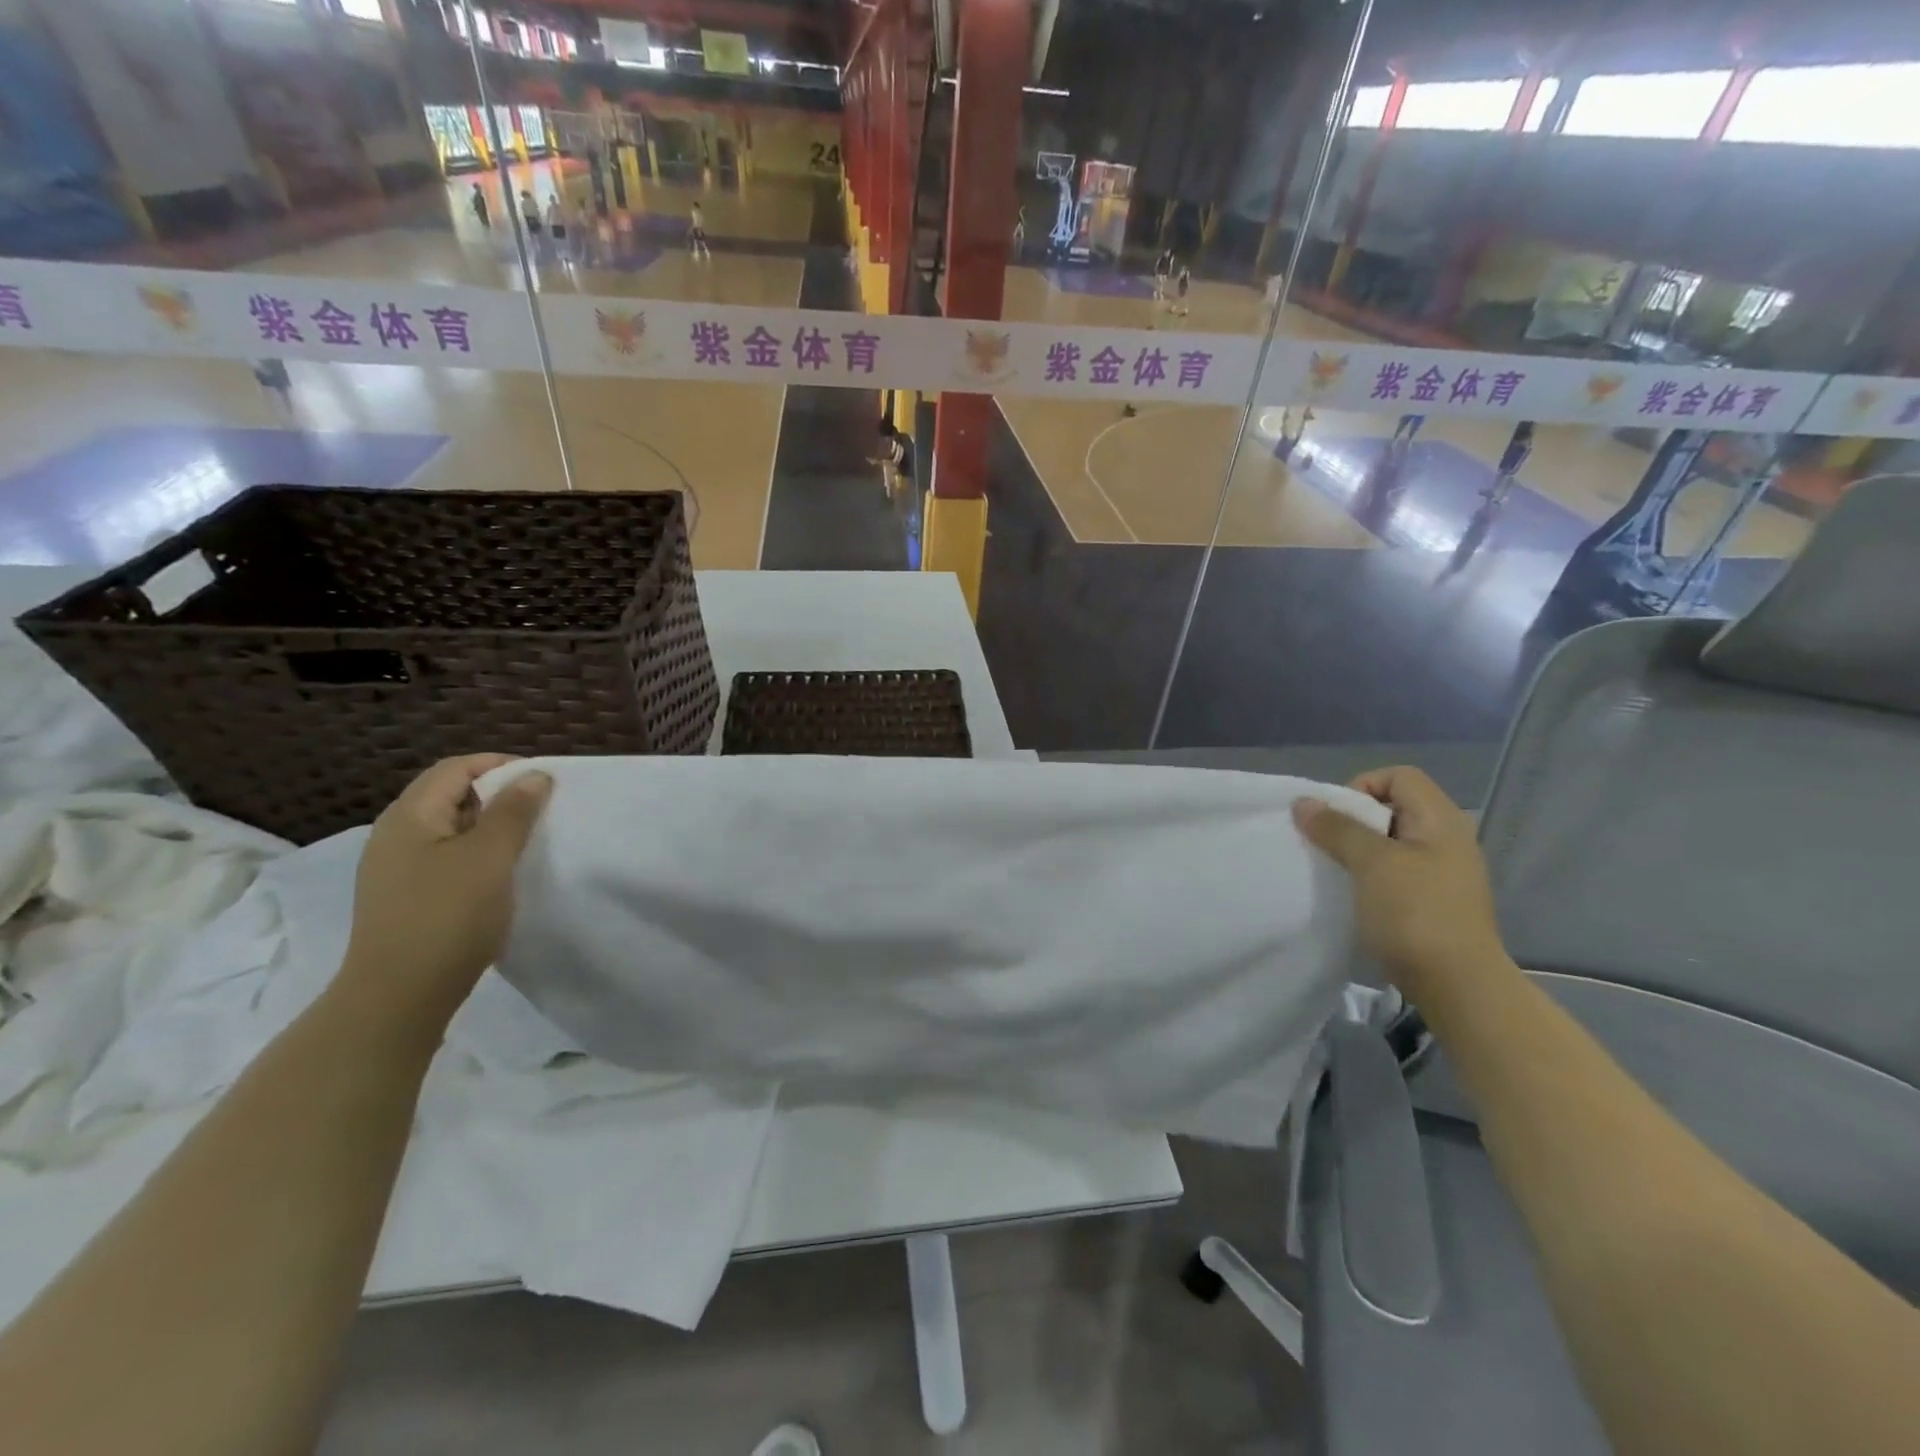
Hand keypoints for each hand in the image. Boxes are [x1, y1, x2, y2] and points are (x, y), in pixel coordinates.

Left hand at [336, 755, 552, 1034]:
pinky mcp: (406, 899)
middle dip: (499, 796)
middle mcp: (395, 836)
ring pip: (451, 830)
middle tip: (542, 810)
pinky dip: (478, 856)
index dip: (500, 765)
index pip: (455, 768)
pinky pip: (447, 860)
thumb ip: (514, 812)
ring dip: (491, 828)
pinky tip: (501, 877)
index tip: (543, 780)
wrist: (398, 998)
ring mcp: (396, 870)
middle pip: (451, 796)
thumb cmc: (447, 916)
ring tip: (528, 842)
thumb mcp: (490, 857)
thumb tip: (535, 775)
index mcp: (409, 816)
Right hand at [1292, 766, 1509, 1008]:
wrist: (1457, 985)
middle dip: (1353, 820)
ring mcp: (1441, 871)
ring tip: (1335, 870)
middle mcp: (1446, 838)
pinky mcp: (1432, 900)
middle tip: (1329, 844)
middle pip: (1392, 807)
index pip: (1398, 776)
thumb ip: (1337, 828)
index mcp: (1440, 820)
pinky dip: (1369, 875)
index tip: (1337, 818)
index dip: (1362, 786)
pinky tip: (1353, 895)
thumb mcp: (1371, 863)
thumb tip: (1303, 801)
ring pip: (1389, 842)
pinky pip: (1394, 871)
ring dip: (1357, 850)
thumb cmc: (1415, 914)